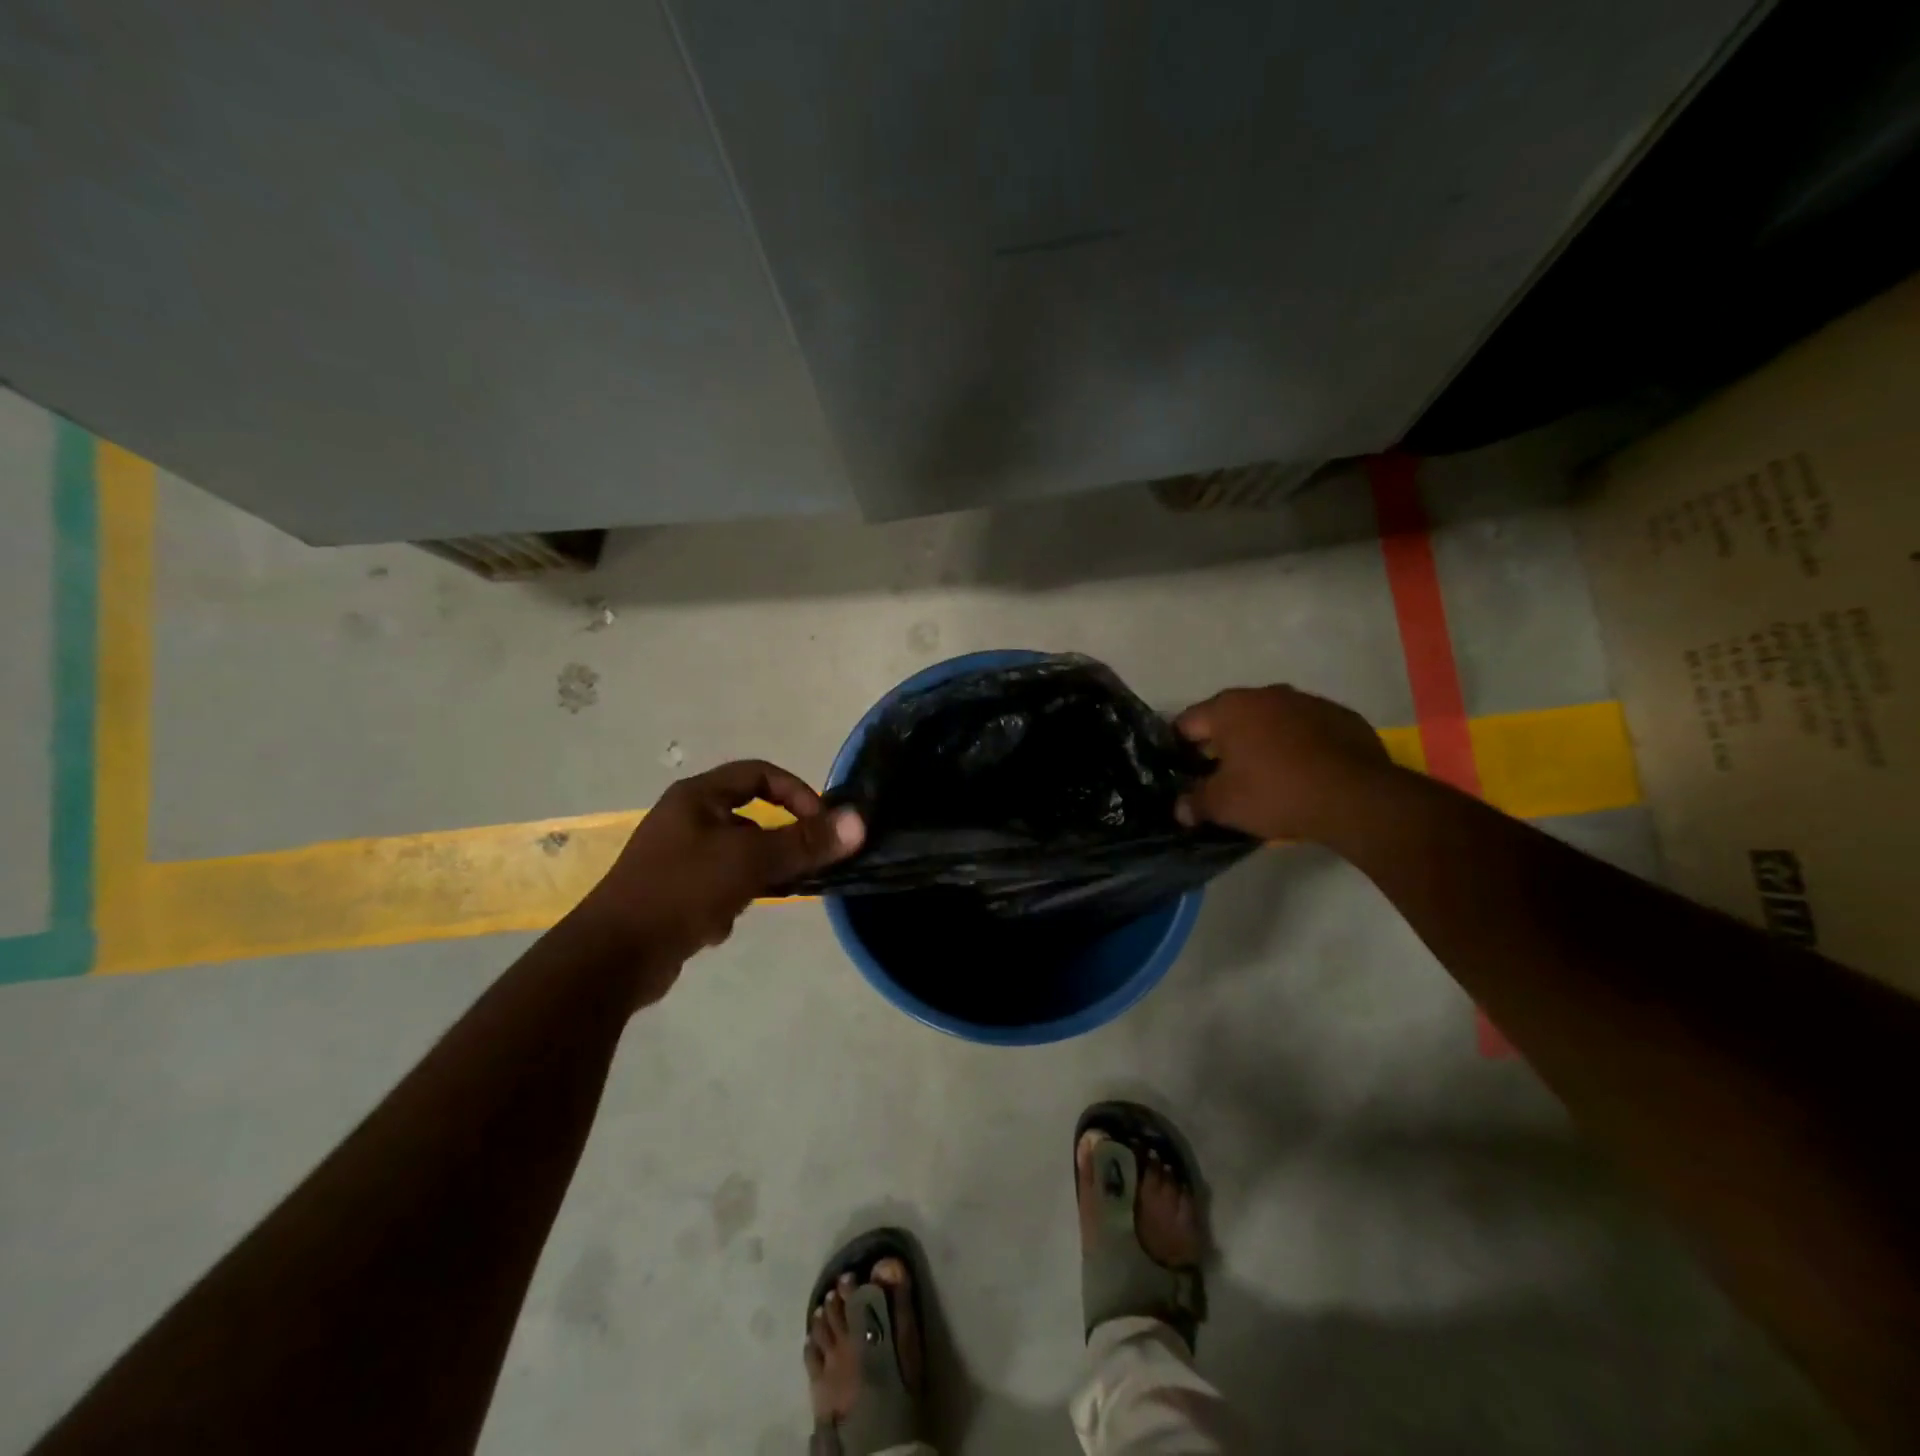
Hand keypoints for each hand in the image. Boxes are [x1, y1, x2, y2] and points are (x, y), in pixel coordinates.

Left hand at [582, 760, 863, 1001]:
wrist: (612, 957)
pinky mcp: (670, 892)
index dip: (797, 792)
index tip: (821, 824)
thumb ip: (805, 842)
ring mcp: (675, 857)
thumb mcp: (750, 861)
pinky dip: (728, 900)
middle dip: (776, 843)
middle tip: (800, 867)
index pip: (759, 773)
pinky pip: (716, 885)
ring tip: (757, 899)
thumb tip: (858, 822)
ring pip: (736, 855)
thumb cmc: (682, 891)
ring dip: (754, 876)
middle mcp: (685, 819)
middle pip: (750, 816)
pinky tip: (719, 924)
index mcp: (697, 796)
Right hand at [1173, 685, 1394, 841]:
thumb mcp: (1224, 806)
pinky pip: (1307, 729)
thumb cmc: (1276, 793)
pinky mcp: (1341, 716)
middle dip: (1223, 743)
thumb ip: (1196, 803)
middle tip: (1222, 776)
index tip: (1183, 771)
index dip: (1179, 748)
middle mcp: (1265, 694)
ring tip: (1266, 775)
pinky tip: (1304, 773)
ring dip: (1263, 741)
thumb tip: (1180, 809)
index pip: (1188, 722)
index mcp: (1229, 708)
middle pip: (1230, 717)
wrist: (1356, 797)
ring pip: (1271, 720)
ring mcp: (1307, 701)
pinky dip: (1298, 745)